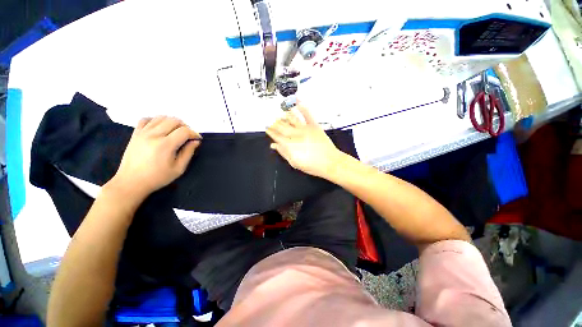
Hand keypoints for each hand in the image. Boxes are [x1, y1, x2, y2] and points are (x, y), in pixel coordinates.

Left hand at [109, 116, 200, 198]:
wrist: (131, 182)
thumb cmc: (157, 177)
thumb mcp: (178, 168)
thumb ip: (188, 153)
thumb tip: (195, 141)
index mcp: (165, 145)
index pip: (184, 131)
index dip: (194, 133)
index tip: (197, 139)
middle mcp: (153, 135)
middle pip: (174, 121)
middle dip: (185, 127)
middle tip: (188, 136)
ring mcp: (142, 132)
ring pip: (161, 117)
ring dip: (172, 122)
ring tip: (176, 132)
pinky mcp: (135, 133)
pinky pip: (146, 119)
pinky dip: (156, 120)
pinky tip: (160, 128)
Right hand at [266, 104, 343, 178]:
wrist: (329, 162)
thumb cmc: (311, 165)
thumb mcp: (294, 162)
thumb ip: (283, 153)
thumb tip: (274, 145)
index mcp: (290, 144)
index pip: (276, 136)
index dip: (271, 131)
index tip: (267, 128)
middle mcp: (295, 134)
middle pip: (282, 126)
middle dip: (275, 123)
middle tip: (271, 120)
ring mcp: (305, 128)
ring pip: (292, 119)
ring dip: (285, 115)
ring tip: (280, 113)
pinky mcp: (314, 126)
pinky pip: (307, 114)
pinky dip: (302, 107)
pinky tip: (297, 101)